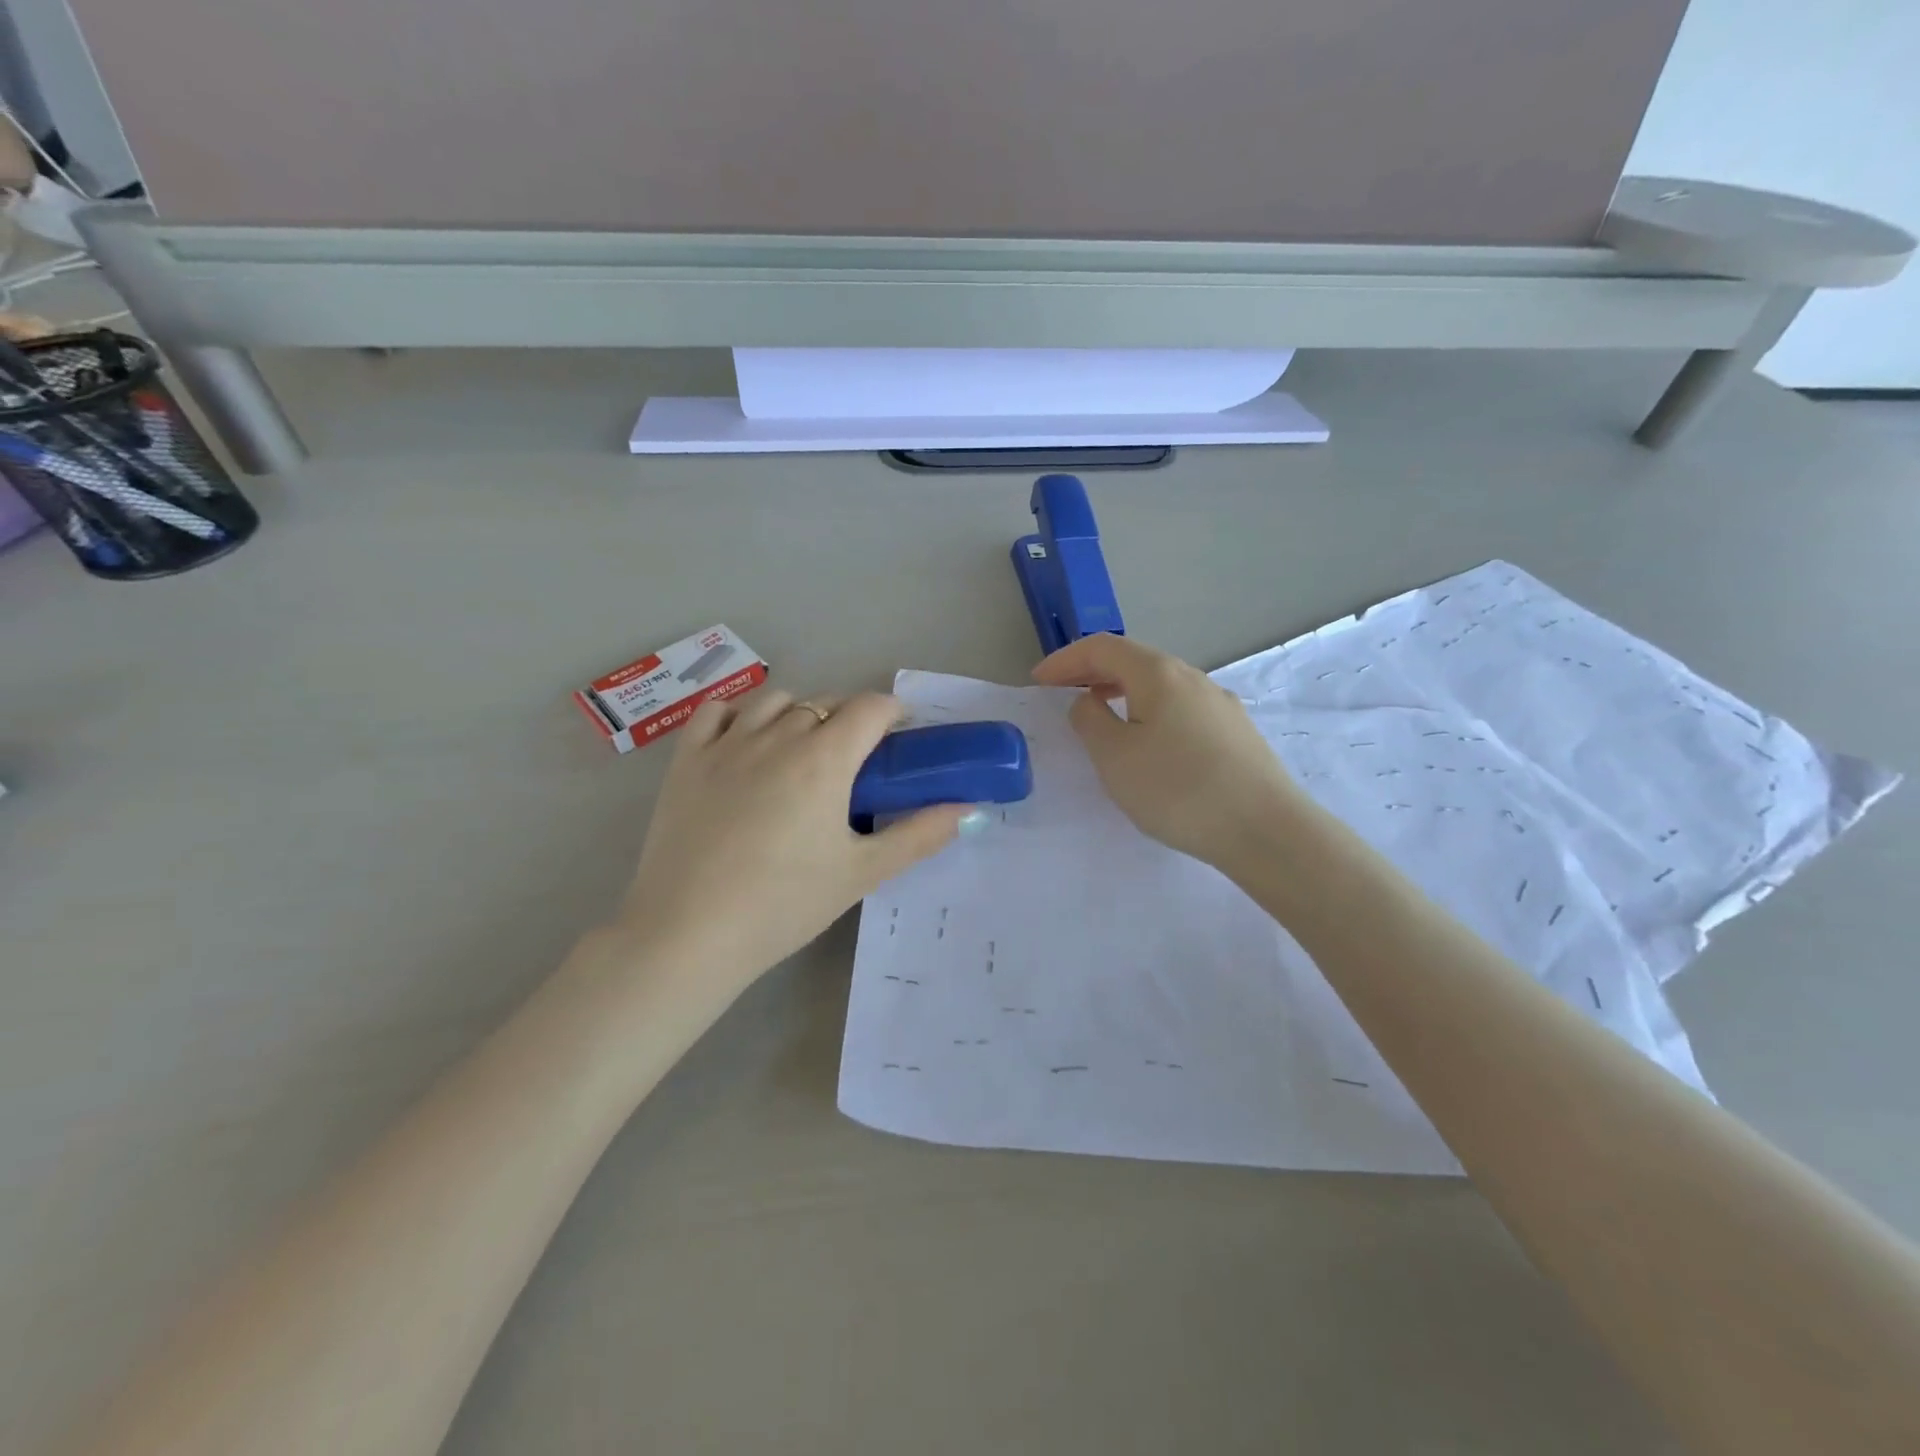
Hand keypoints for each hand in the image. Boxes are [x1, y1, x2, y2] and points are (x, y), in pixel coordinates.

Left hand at [616, 688, 976, 996]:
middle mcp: (777, 736)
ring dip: (800, 714)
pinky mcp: (686, 760)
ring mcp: (726, 744)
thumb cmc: (784, 904)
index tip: (900, 739)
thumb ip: (919, 835)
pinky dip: (740, 715)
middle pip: (826, 703)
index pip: (870, 707)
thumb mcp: (862, 873)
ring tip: (802, 752)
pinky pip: (717, 712)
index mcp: (824, 758)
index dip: (893, 713)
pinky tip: (746, 741)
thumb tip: (967, 810)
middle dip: (850, 720)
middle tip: (855, 763)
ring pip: (775, 701)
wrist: (688, 934)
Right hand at [1034, 634, 1303, 866]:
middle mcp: (1193, 677)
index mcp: (1158, 674)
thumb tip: (1089, 701)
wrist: (1265, 830)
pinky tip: (1149, 743)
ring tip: (1102, 717)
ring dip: (1123, 692)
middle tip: (1063, 694)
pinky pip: (1180, 709)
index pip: (1102, 647)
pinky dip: (1150, 712)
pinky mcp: (1236, 732)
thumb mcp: (1114, 757)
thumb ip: (1090, 720)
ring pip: (1160, 685)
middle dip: (1092, 673)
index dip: (1065, 660)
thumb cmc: (1177, 789)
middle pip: (1134, 661)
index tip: (1038, 682)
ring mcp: (1220, 704)